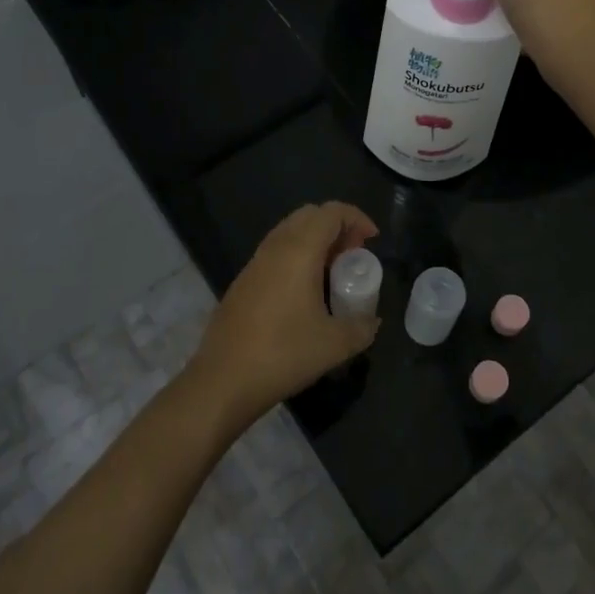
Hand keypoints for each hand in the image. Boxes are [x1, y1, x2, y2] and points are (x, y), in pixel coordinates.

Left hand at [187, 202, 380, 428]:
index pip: (331, 212)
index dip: (356, 218)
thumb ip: (362, 327)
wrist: (223, 381)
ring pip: (289, 232)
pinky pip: (275, 252)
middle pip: (309, 215)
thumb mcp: (335, 345)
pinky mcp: (242, 282)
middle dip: (336, 227)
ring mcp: (254, 263)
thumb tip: (372, 321)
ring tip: (332, 274)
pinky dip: (296, 257)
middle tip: (352, 256)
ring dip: (315, 242)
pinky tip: (304, 293)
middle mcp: (275, 247)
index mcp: (299, 250)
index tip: (372, 241)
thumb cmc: (283, 354)